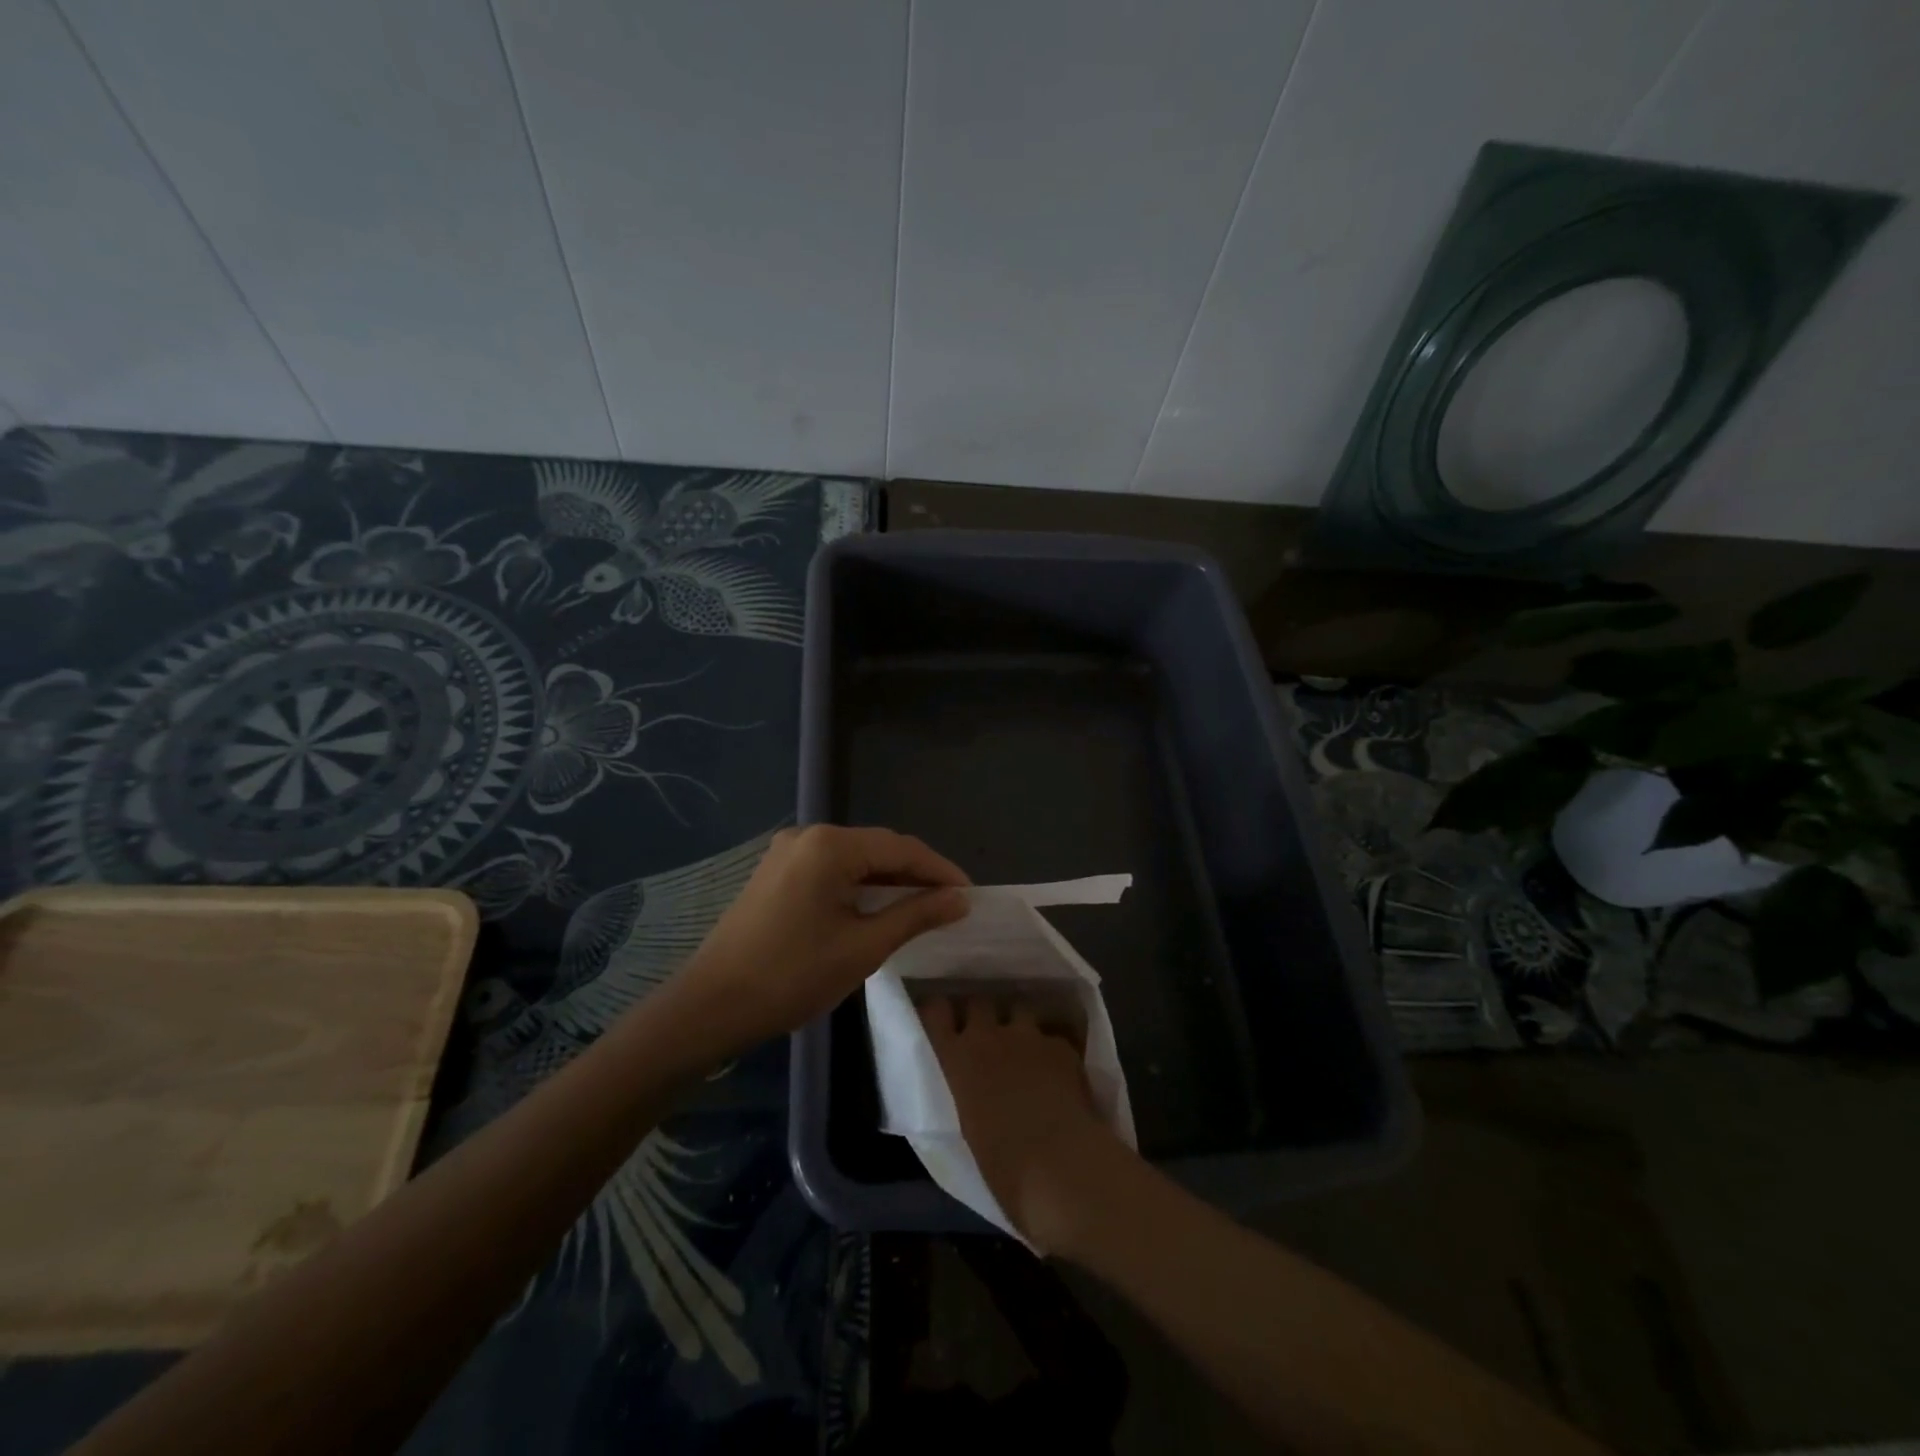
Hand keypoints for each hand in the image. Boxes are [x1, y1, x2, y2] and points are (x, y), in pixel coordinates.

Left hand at [680, 825, 969, 1050]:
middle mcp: (808, 835)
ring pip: (854, 858)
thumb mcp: (863, 947)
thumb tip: (959, 899)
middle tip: (950, 903)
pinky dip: (859, 884)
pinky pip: (830, 868)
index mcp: (830, 845)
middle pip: (877, 847)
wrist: (711, 1005)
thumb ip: (915, 915)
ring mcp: (787, 851)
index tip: (970, 895)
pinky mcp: (776, 872)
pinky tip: (877, 906)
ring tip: (923, 906)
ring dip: (889, 879)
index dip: (940, 870)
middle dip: (916, 873)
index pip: (901, 848)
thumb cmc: (792, 976)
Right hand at [920, 996, 1123, 1253]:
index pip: (934, 1011)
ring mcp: (1029, 1036)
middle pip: (978, 1002)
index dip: (938, 1011)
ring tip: (1024, 1047)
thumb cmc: (1003, 1169)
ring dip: (1018, 1024)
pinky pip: (1051, 1037)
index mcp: (955, 1059)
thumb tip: (969, 1091)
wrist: (1062, 1167)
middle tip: (985, 1036)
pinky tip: (1059, 1071)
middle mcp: (988, 1035)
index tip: (940, 1020)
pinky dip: (1051, 1049)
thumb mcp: (964, 1130)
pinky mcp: (1062, 1046)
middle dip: (981, 1015)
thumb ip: (963, 1095)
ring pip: (1019, 1009)